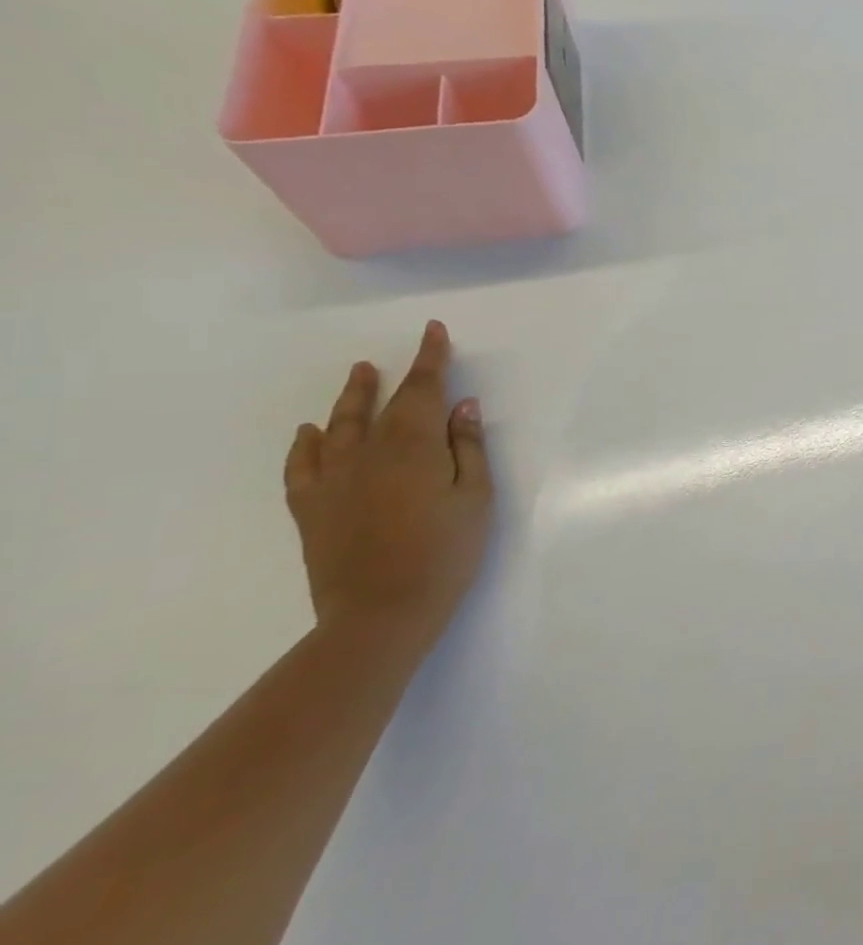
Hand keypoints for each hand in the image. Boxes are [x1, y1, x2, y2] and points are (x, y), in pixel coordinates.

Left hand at [282, 321, 493, 646]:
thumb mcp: (477, 498)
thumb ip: (468, 449)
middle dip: (397, 375)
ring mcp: (334, 480)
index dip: (431, 359)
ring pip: (339, 426)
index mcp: (414, 447)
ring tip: (358, 374)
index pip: (423, 390)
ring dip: (351, 398)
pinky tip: (310, 433)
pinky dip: (306, 444)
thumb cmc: (445, 553)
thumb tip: (461, 407)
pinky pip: (303, 465)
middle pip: (383, 404)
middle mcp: (368, 453)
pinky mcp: (311, 508)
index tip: (433, 332)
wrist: (381, 613)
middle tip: (403, 353)